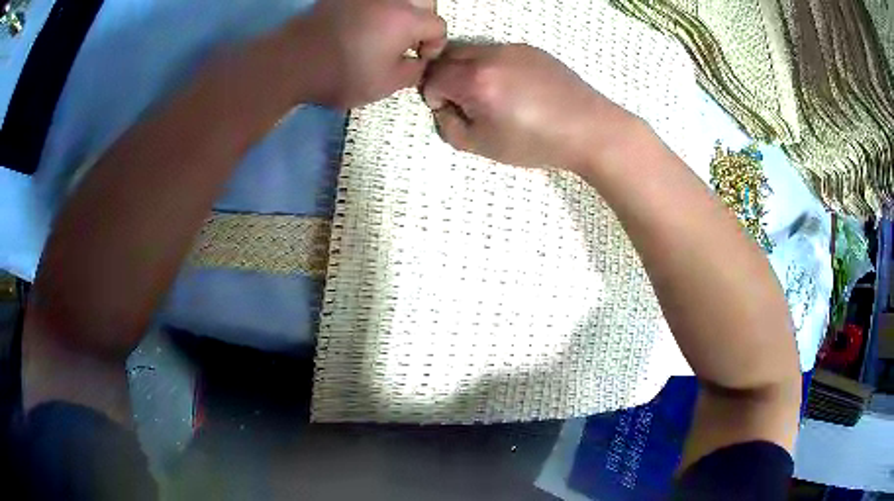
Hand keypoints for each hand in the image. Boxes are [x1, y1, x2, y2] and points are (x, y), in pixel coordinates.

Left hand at [296, 0, 446, 108]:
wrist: (292, 62)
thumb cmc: (342, 74)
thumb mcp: (385, 84)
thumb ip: (413, 72)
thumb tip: (419, 61)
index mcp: (407, 19)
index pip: (438, 26)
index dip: (435, 45)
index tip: (420, 59)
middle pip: (424, 2)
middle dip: (422, 21)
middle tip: (407, 42)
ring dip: (400, 13)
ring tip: (386, 32)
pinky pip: (371, 0)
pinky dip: (376, 9)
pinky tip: (363, 24)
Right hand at [421, 43, 636, 171]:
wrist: (588, 129)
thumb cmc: (536, 143)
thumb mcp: (482, 146)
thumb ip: (449, 126)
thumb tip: (443, 107)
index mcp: (476, 80)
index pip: (432, 76)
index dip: (432, 96)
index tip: (449, 110)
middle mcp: (490, 56)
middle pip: (447, 56)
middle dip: (446, 77)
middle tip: (463, 101)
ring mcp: (513, 48)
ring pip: (472, 51)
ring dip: (467, 69)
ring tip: (490, 95)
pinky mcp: (530, 49)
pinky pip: (497, 52)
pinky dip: (492, 66)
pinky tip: (514, 88)